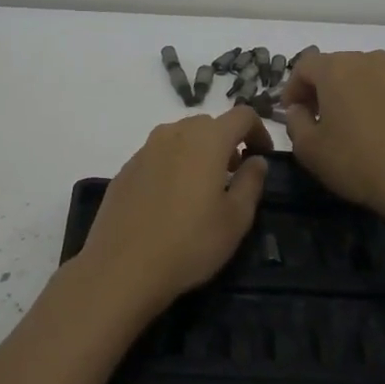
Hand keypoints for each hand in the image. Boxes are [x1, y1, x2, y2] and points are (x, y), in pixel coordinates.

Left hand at [76, 108, 272, 318]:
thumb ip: (251, 182)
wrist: (121, 267)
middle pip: (209, 124)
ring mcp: (145, 149)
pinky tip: (171, 201)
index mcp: (207, 139)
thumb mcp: (236, 219)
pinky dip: (174, 165)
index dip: (259, 131)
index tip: (263, 156)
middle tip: (234, 175)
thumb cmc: (189, 243)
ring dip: (199, 152)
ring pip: (181, 137)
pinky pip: (158, 155)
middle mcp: (174, 133)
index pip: (241, 115)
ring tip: (203, 188)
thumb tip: (256, 160)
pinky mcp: (125, 169)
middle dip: (227, 142)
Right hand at [281, 50, 384, 227]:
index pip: (304, 66)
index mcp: (337, 68)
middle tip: (315, 118)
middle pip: (335, 67)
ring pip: (363, 78)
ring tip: (346, 126)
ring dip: (349, 95)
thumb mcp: (309, 149)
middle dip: (320, 89)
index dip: (292, 88)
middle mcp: (368, 62)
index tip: (290, 112)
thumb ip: (295, 122)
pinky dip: (374, 105)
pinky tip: (375, 135)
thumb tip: (300, 110)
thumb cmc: (356, 160)